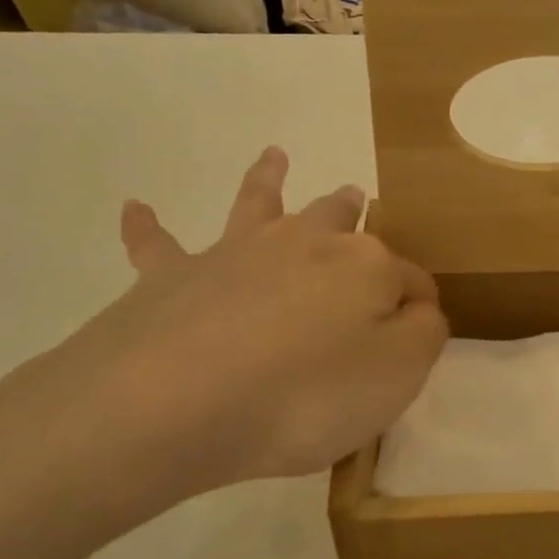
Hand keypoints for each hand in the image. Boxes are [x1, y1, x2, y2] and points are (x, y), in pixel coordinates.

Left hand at [0, 148, 447, 558]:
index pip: (409, 281)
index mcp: (364, 267)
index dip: (417, 306)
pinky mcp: (172, 276)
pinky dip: (146, 226)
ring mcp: (236, 253)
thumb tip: (416, 307)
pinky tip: (135, 207)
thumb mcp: (397, 375)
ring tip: (274, 156)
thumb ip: (422, 334)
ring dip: (268, 179)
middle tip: (356, 197)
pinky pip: (158, 244)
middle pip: (337, 220)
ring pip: (258, 205)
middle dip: (351, 211)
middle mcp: (303, 243)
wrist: (174, 402)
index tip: (417, 337)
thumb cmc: (304, 396)